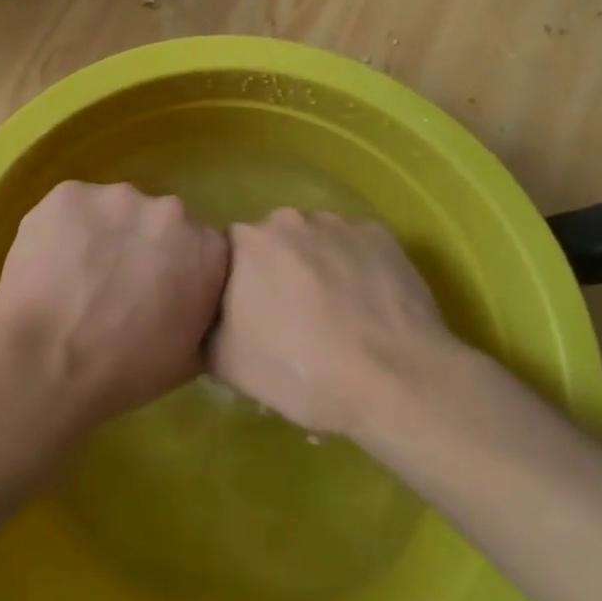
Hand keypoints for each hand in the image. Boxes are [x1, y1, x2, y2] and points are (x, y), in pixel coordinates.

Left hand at [0, 181, 229, 428]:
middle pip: (156, 221)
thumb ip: (201, 309)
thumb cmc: (123, 372)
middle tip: (113, 284)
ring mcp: (117, 196)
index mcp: (208, 249)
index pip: (199, 247)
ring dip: (102, 234)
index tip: (154, 293)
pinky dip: (64, 229)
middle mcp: (169, 210)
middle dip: (140, 245)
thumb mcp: (189, 356)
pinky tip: (50, 263)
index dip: (174, 269)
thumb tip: (191, 295)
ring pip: (113, 210)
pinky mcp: (69, 192)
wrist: (46, 362)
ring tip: (76, 276)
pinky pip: (72, 208)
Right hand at [207, 208, 458, 440]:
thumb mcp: (228, 365)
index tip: (252, 318)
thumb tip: (206, 315)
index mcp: (246, 243)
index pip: (229, 254)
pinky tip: (369, 310)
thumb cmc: (302, 372)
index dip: (239, 286)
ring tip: (338, 318)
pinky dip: (357, 271)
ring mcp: (339, 224)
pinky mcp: (381, 236)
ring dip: (318, 269)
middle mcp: (289, 219)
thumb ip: (204, 327)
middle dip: (279, 273)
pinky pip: (357, 249)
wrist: (397, 381)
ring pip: (317, 243)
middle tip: (294, 322)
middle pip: (274, 243)